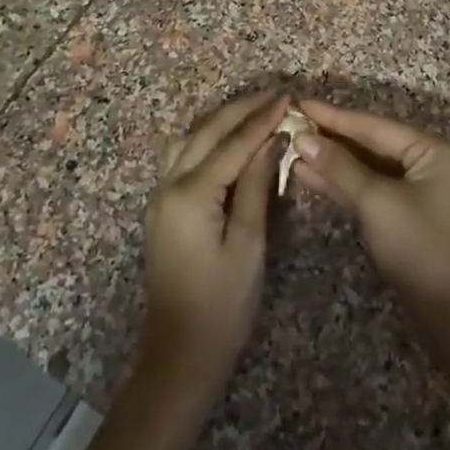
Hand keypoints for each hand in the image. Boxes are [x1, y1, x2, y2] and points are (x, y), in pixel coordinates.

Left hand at [140, 91, 283, 402]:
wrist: (179, 355)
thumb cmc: (222, 306)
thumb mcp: (249, 246)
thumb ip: (257, 188)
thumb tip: (273, 141)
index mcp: (190, 195)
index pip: (232, 144)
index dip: (262, 119)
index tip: (288, 97)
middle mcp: (168, 186)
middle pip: (206, 133)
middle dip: (241, 110)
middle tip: (275, 93)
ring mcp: (160, 196)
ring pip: (189, 140)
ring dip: (221, 120)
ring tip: (254, 108)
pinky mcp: (162, 208)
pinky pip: (182, 157)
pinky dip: (207, 139)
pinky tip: (226, 138)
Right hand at [292, 99, 449, 331]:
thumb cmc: (420, 247)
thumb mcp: (377, 202)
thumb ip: (340, 168)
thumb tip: (304, 138)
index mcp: (433, 150)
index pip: (375, 126)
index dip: (335, 116)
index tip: (300, 103)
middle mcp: (428, 161)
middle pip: (371, 143)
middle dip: (331, 138)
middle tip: (292, 123)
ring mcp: (417, 188)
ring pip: (367, 166)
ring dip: (332, 161)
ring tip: (292, 148)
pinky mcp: (405, 211)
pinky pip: (370, 187)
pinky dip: (342, 183)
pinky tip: (309, 175)